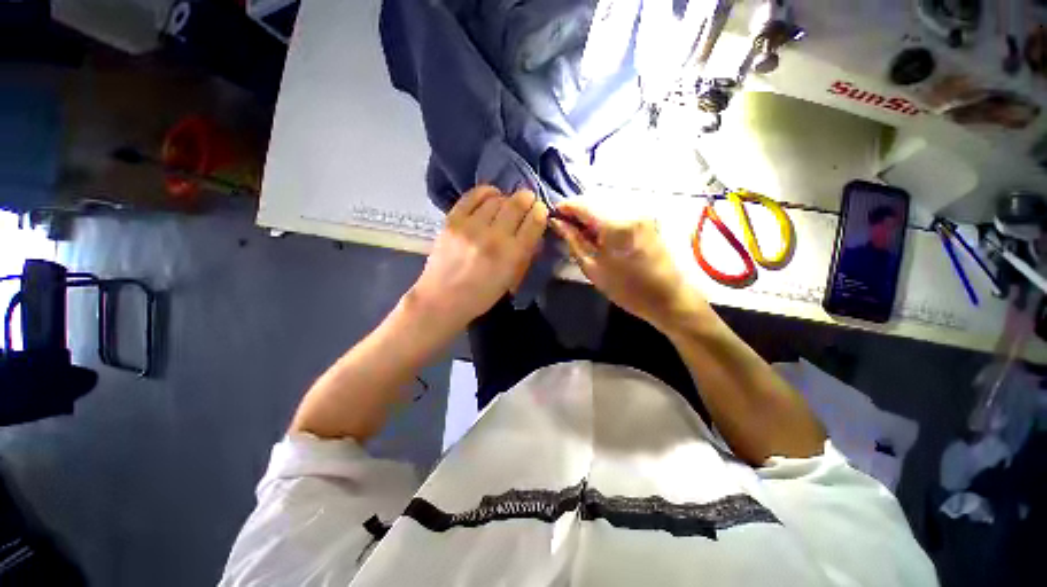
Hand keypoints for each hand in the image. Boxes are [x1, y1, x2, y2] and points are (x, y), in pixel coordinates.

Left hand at [408, 185, 547, 332]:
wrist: (442, 298)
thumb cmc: (481, 295)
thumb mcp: (511, 279)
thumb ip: (525, 254)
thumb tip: (534, 229)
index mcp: (512, 256)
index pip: (534, 223)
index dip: (540, 212)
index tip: (540, 210)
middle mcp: (494, 238)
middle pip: (516, 205)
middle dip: (527, 199)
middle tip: (527, 200)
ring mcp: (471, 227)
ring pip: (496, 199)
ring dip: (506, 198)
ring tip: (506, 204)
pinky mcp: (452, 221)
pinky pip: (473, 196)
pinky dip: (486, 192)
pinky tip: (491, 196)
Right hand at [551, 201, 708, 330]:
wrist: (669, 297)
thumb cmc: (627, 289)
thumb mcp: (593, 268)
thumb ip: (573, 241)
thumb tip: (557, 222)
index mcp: (615, 224)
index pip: (582, 203)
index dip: (565, 207)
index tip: (553, 217)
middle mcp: (630, 209)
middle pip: (595, 200)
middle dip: (577, 211)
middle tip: (565, 228)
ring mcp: (642, 211)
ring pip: (606, 204)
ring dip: (591, 215)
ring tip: (582, 233)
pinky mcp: (648, 217)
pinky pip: (618, 210)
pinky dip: (605, 218)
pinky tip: (601, 234)